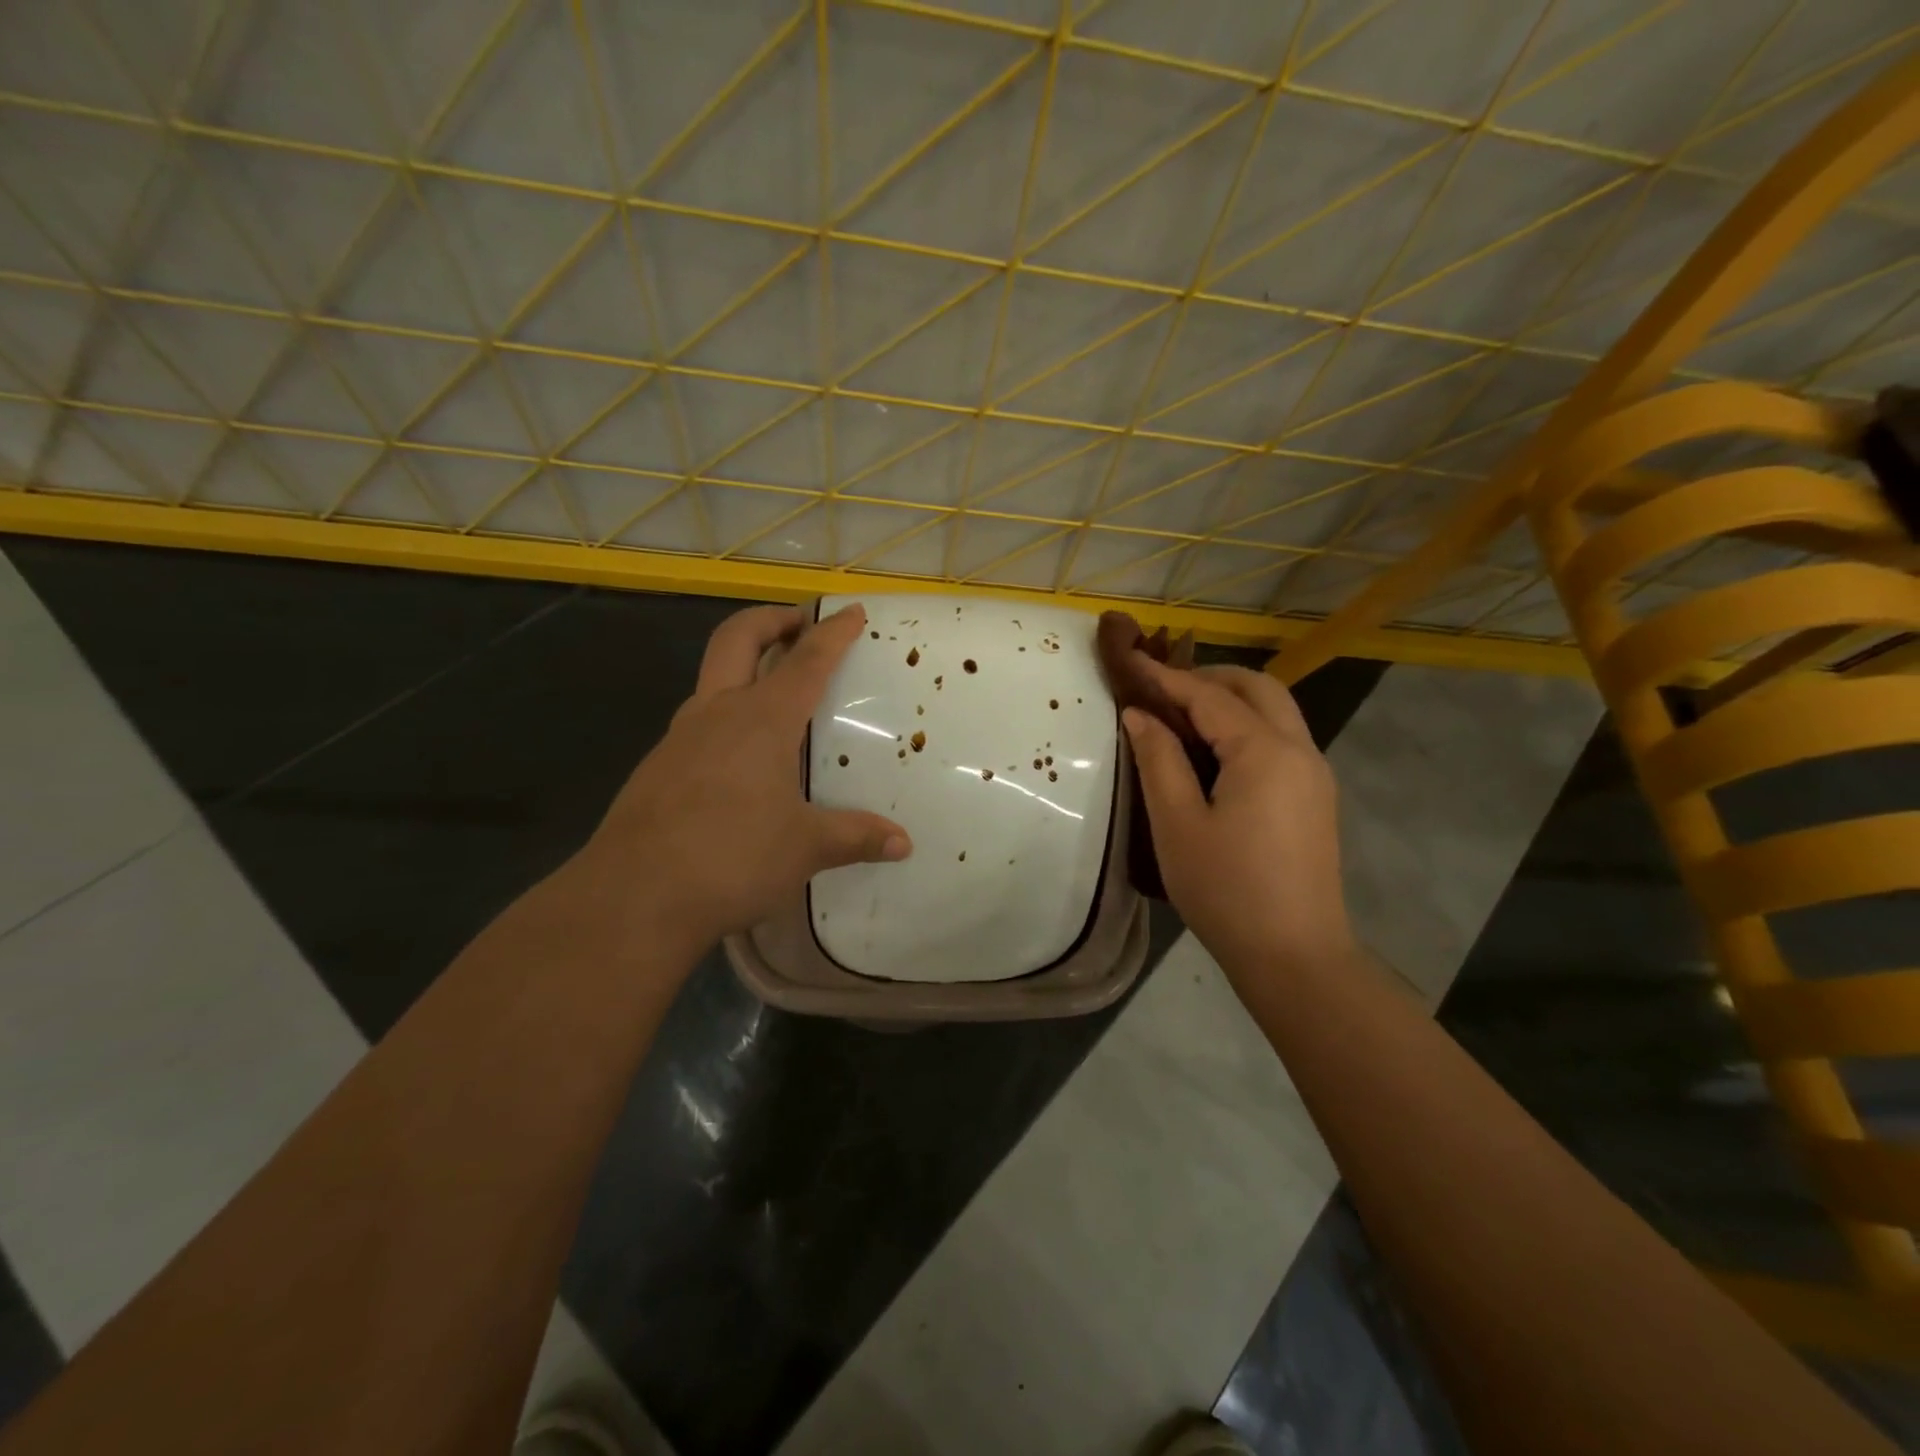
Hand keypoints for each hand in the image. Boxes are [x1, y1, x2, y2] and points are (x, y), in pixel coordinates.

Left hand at [576, 603, 911, 953]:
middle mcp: (717, 713)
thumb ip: (855, 837)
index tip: (852, 612)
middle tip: (800, 624)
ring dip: (744, 667)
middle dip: (771, 620)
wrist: (633, 897)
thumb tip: (904, 844)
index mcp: (761, 719)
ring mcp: (680, 737)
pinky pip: (698, 722)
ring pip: (712, 678)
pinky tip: (741, 758)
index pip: (806, 660)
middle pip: (738, 638)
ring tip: (776, 694)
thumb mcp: (804, 848)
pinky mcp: (658, 767)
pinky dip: (725, 715)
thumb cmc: (731, 857)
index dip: (833, 633)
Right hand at [1123, 658, 1352, 981]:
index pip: (1210, 697)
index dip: (1167, 678)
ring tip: (1182, 715)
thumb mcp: (1177, 823)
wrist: (1295, 956)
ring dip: (1231, 700)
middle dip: (1209, 678)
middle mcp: (1300, 750)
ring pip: (1275, 711)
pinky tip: (1214, 752)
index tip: (1132, 661)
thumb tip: (1139, 715)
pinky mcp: (1315, 798)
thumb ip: (1158, 760)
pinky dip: (1246, 726)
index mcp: (1265, 752)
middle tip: (1162, 688)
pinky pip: (1281, 739)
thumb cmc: (1226, 889)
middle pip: (1258, 688)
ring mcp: (1315, 774)